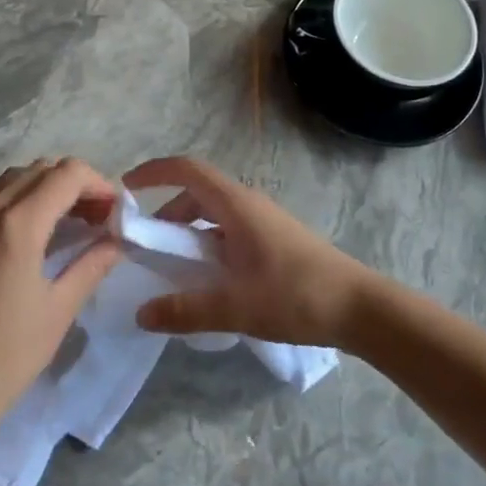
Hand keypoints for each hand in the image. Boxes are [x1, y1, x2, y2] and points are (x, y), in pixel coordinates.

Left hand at [0, 158, 122, 430]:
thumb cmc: (8, 355)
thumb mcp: (60, 308)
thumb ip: (92, 262)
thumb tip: (117, 239)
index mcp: (17, 225)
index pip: (68, 174)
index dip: (98, 184)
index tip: (112, 212)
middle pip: (42, 169)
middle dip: (75, 186)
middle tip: (95, 219)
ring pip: (13, 177)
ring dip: (44, 188)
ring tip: (62, 221)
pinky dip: (9, 196)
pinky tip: (19, 226)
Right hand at [123, 157, 378, 346]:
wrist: (359, 307)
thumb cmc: (296, 296)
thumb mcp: (235, 307)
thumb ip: (185, 310)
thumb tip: (141, 314)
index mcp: (236, 205)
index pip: (187, 170)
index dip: (154, 172)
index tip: (126, 188)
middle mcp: (248, 204)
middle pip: (196, 194)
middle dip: (165, 213)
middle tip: (143, 246)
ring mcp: (263, 221)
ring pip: (213, 215)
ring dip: (187, 233)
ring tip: (171, 269)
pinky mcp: (273, 240)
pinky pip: (228, 231)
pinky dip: (207, 245)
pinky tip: (206, 280)